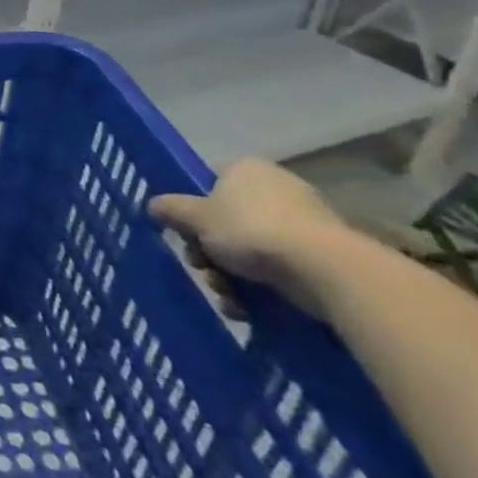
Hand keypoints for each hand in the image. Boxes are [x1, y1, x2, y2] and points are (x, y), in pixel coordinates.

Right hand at [150, 159, 354, 321]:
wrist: (324, 270)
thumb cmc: (251, 231)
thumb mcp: (196, 218)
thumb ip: (170, 209)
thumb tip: (152, 205)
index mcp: (246, 169)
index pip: (209, 182)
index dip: (193, 209)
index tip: (186, 233)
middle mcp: (276, 188)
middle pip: (227, 220)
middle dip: (210, 250)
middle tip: (202, 268)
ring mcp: (304, 222)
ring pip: (250, 249)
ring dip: (230, 275)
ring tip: (226, 295)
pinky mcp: (323, 255)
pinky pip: (279, 268)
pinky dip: (260, 288)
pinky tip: (248, 308)